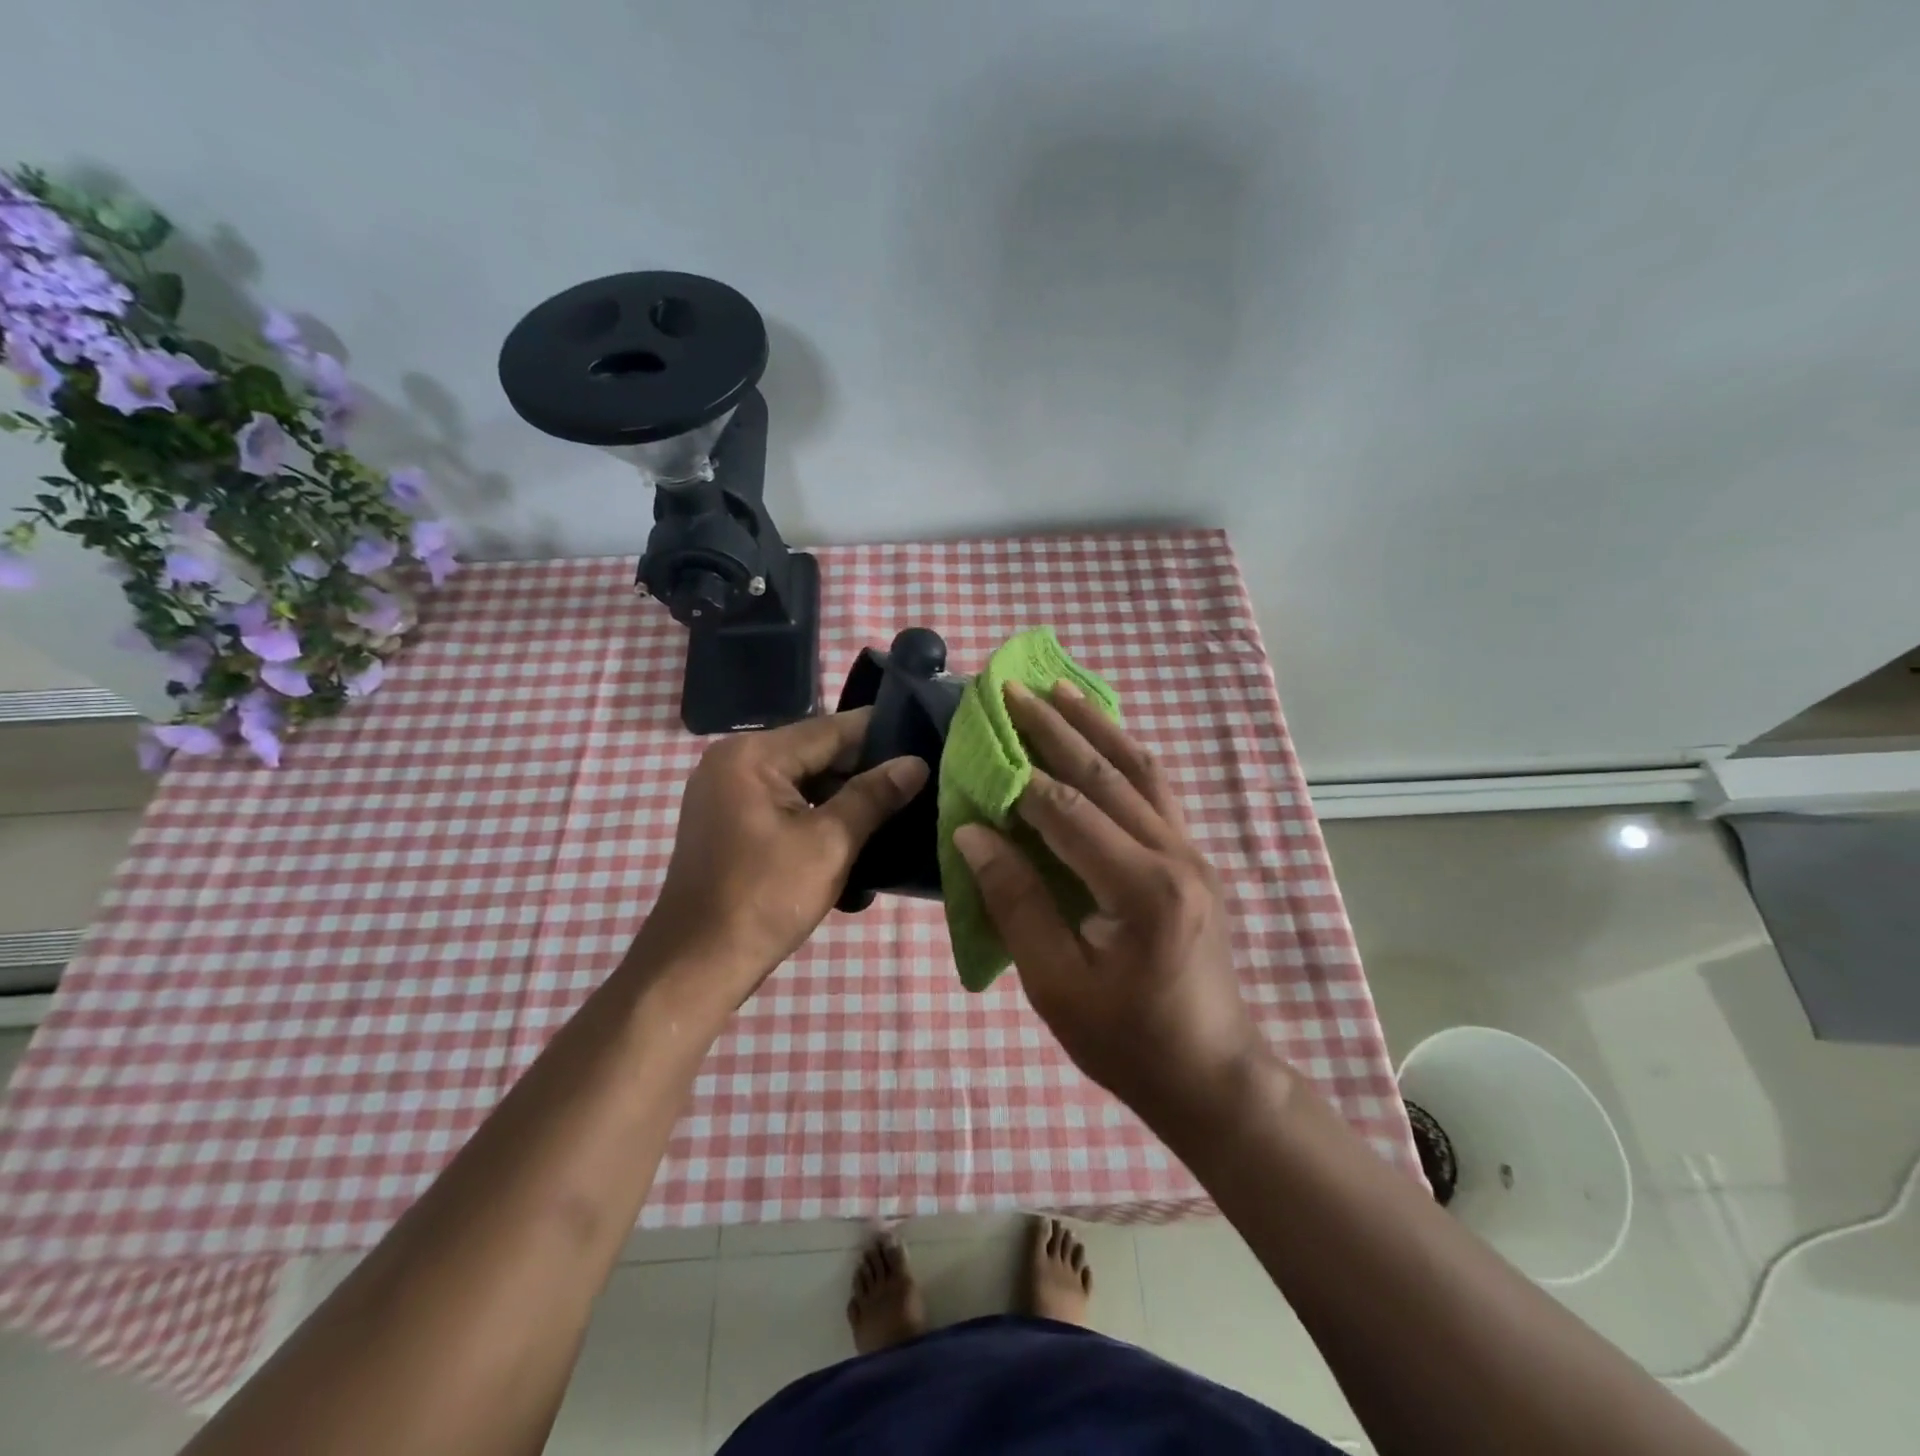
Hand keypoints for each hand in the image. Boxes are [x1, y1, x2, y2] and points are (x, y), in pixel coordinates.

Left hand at [637, 710, 927, 1019]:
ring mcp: (727, 793)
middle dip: (865, 774)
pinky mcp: (729, 822)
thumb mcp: (830, 843)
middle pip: (817, 755)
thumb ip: (873, 796)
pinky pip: (785, 806)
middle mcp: (734, 761)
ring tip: (895, 813)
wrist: (696, 965)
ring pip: (804, 783)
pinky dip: (818, 818)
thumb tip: (916, 764)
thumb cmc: (764, 898)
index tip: (926, 742)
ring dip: (844, 801)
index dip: (882, 736)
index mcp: (752, 755)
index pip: (832, 730)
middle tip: (917, 785)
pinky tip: (855, 838)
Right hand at [953, 682, 1263, 1127]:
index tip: (981, 741)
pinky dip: (1124, 755)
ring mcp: (1192, 853)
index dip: (1019, 777)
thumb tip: (974, 834)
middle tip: (1013, 689)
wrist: (1209, 1073)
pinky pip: (1157, 791)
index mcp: (1143, 891)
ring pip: (1141, 771)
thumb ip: (1016, 901)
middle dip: (1055, 728)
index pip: (1069, 813)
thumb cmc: (1124, 1039)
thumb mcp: (1055, 983)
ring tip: (1060, 689)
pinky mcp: (1194, 859)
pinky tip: (1102, 738)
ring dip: (1097, 727)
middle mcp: (1176, 856)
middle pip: (1107, 775)